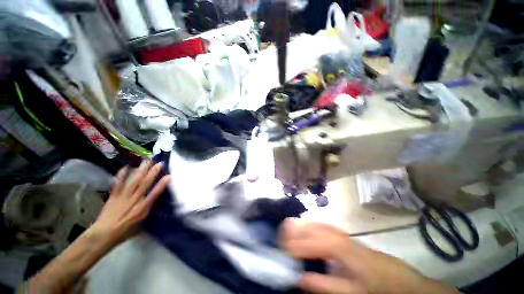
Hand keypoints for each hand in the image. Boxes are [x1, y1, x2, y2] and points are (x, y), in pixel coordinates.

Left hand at [91, 161, 169, 245]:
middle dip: (153, 172)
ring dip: (141, 170)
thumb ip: (148, 211)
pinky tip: (126, 167)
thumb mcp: (141, 224)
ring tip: (147, 161)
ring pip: (134, 181)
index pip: (155, 193)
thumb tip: (154, 202)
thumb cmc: (125, 231)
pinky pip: (118, 183)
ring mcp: (124, 196)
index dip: (162, 184)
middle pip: (145, 184)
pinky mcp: (114, 196)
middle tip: (159, 163)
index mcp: (143, 208)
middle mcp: (135, 200)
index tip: (169, 176)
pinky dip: (121, 175)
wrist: (104, 234)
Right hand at [281, 219, 458, 293]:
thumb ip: (323, 284)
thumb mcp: (351, 292)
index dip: (295, 246)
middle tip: (280, 236)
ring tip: (286, 230)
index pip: (311, 243)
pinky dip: (309, 227)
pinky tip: (303, 230)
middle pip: (312, 227)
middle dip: (294, 231)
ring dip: (300, 227)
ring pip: (315, 224)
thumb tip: (299, 277)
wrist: (403, 280)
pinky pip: (321, 227)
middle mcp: (338, 235)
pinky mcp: (343, 235)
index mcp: (341, 248)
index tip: (280, 251)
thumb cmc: (378, 287)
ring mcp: (341, 233)